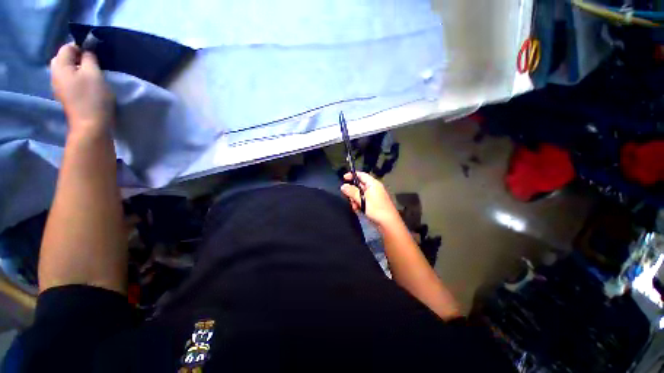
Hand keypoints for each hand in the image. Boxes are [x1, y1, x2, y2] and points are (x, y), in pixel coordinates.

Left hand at [50, 43, 114, 137]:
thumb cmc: (93, 97)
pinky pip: (68, 80)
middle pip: (64, 58)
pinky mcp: (65, 95)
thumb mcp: (94, 73)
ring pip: (66, 69)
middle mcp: (55, 74)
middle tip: (92, 64)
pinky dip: (76, 78)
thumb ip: (89, 58)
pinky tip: (85, 84)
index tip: (94, 54)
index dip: (81, 47)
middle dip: (77, 57)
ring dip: (77, 68)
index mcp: (60, 66)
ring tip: (90, 74)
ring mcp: (58, 86)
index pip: (68, 47)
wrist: (90, 125)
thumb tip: (87, 50)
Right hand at [340, 172, 400, 228]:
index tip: (343, 178)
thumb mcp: (362, 199)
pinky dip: (359, 204)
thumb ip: (351, 192)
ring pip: (360, 194)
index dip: (352, 175)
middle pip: (359, 185)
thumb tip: (343, 186)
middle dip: (352, 191)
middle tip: (348, 197)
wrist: (388, 223)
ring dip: (355, 199)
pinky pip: (363, 200)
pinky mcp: (374, 204)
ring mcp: (374, 196)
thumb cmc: (376, 209)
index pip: (361, 175)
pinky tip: (358, 209)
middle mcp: (374, 188)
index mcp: (373, 184)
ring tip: (354, 206)